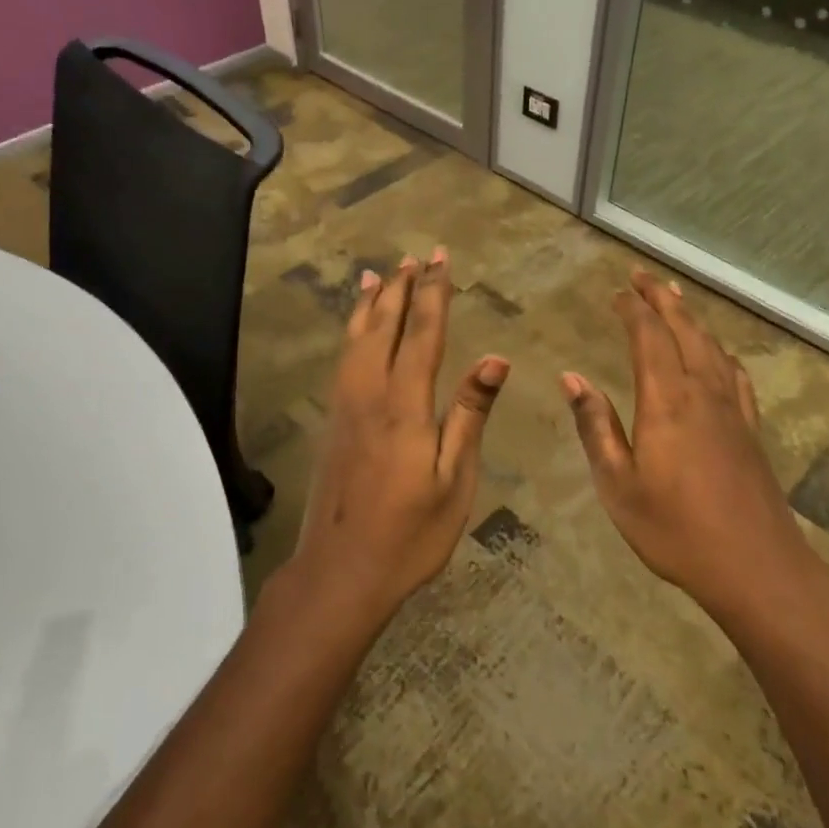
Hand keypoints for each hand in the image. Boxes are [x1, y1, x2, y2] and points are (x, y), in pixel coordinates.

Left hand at [290, 248, 508, 622]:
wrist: (341, 571)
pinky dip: (352, 332)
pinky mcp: (333, 422)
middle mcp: (370, 394)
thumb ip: (469, 413)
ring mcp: (345, 407)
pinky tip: (357, 331)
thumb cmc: (410, 533)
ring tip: (380, 274)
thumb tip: (495, 358)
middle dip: (403, 288)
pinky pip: (343, 359)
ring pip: (356, 339)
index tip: (441, 259)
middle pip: (385, 327)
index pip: (423, 334)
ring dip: (371, 304)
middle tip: (416, 256)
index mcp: (405, 404)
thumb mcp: (454, 479)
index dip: (434, 294)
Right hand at [561, 270, 806, 619]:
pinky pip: (735, 375)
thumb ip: (595, 426)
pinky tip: (719, 355)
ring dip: (691, 318)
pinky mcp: (750, 430)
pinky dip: (721, 353)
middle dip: (662, 299)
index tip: (616, 292)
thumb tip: (572, 377)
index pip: (648, 337)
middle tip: (643, 276)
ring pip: (711, 346)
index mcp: (666, 400)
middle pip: (684, 330)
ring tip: (676, 299)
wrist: (755, 566)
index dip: (632, 309)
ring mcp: (731, 410)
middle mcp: (701, 392)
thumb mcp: (618, 484)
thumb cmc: (674, 529)